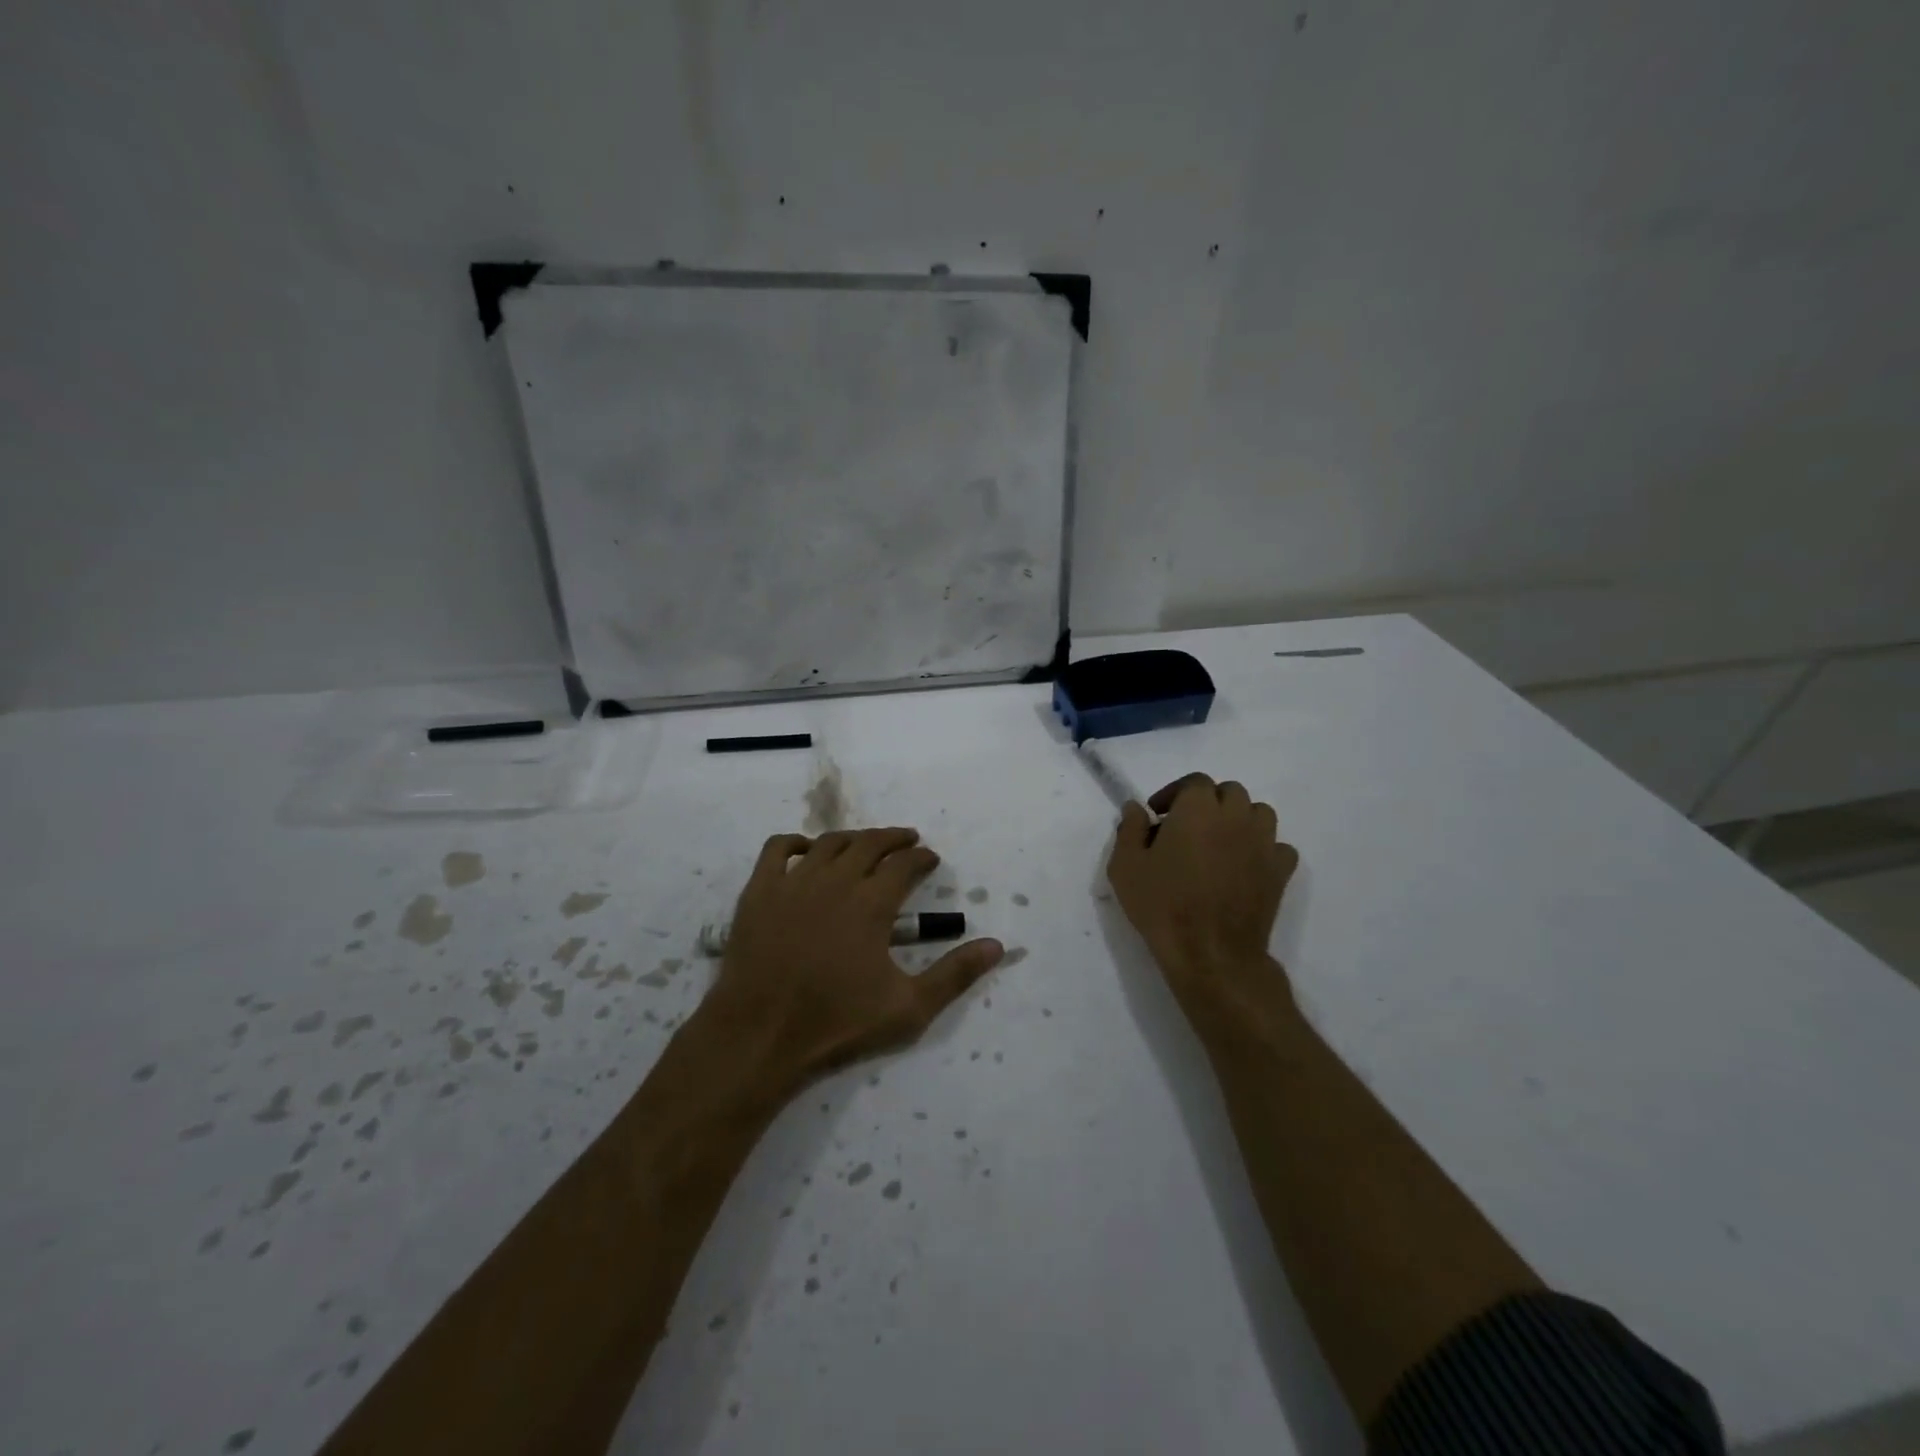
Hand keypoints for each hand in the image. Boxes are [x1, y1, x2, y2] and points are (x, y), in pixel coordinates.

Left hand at [706, 828, 1005, 1086]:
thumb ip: (955, 975)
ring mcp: (793, 882)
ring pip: (829, 842)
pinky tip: (807, 850)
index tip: (931, 859)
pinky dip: (796, 842)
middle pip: (870, 844)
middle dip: (895, 839)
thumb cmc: (836, 1025)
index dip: (923, 858)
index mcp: (871, 903)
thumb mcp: (909, 1008)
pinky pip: (777, 848)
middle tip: (908, 842)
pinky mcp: (759, 891)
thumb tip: (998, 946)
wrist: (759, 1037)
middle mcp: (834, 880)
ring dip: (854, 838)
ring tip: (866, 845)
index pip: (905, 864)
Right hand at [1106, 774, 1299, 1017]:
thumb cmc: (1162, 905)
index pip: (1194, 782)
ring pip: (1258, 813)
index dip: (1175, 794)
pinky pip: (1278, 847)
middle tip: (1187, 828)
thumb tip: (1136, 808)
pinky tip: (1245, 865)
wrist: (1210, 953)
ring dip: (1239, 820)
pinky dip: (1264, 849)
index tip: (1158, 816)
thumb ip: (1130, 829)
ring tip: (1219, 843)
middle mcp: (1235, 816)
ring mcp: (1263, 843)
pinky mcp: (1280, 871)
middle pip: (1229, 792)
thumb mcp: (1126, 866)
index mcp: (1198, 808)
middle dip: (1208, 803)